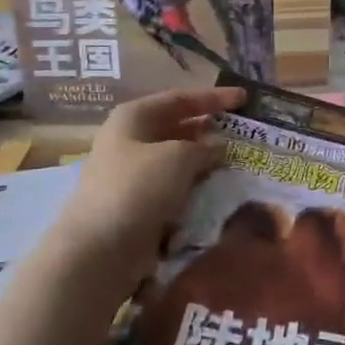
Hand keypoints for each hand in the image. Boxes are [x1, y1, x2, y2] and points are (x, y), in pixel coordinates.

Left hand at [56, 87, 243, 294]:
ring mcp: (130, 173)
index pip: (180, 99)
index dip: (213, 97)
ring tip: (236, 162)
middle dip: (209, 130)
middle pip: (176, 127)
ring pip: (175, 159)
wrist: (101, 248)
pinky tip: (215, 189)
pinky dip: (193, 185)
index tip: (244, 99)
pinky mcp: (137, 203)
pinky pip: (172, 186)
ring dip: (203, 160)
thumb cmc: (139, 187)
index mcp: (133, 117)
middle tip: (242, 133)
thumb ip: (204, 147)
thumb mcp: (179, 157)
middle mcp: (129, 140)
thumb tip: (218, 147)